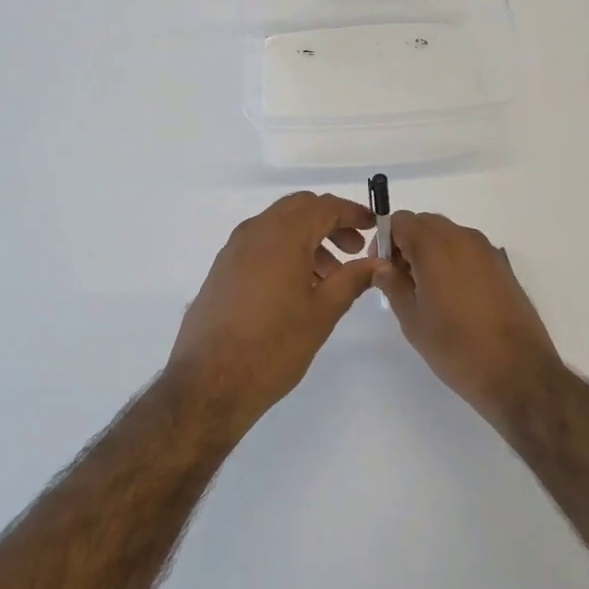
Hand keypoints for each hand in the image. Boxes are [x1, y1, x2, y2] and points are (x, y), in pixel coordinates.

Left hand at [169, 193, 380, 432]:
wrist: (209, 381)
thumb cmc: (273, 346)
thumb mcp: (322, 313)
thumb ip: (352, 280)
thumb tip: (378, 263)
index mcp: (283, 235)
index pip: (325, 207)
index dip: (353, 213)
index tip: (374, 227)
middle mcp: (256, 231)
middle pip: (300, 208)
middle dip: (330, 222)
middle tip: (353, 250)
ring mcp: (234, 249)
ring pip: (279, 225)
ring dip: (308, 238)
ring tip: (329, 276)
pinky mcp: (222, 268)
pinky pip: (260, 244)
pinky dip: (285, 250)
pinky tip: (297, 287)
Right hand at [375, 212, 563, 431]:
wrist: (518, 373)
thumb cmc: (456, 347)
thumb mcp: (413, 319)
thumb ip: (393, 285)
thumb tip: (382, 266)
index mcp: (437, 246)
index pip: (402, 221)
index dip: (386, 240)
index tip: (382, 269)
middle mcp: (464, 238)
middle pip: (426, 223)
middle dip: (408, 243)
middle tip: (401, 280)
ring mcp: (488, 251)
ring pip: (449, 236)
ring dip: (431, 251)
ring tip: (426, 291)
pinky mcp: (503, 267)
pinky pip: (468, 251)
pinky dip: (453, 261)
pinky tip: (453, 297)